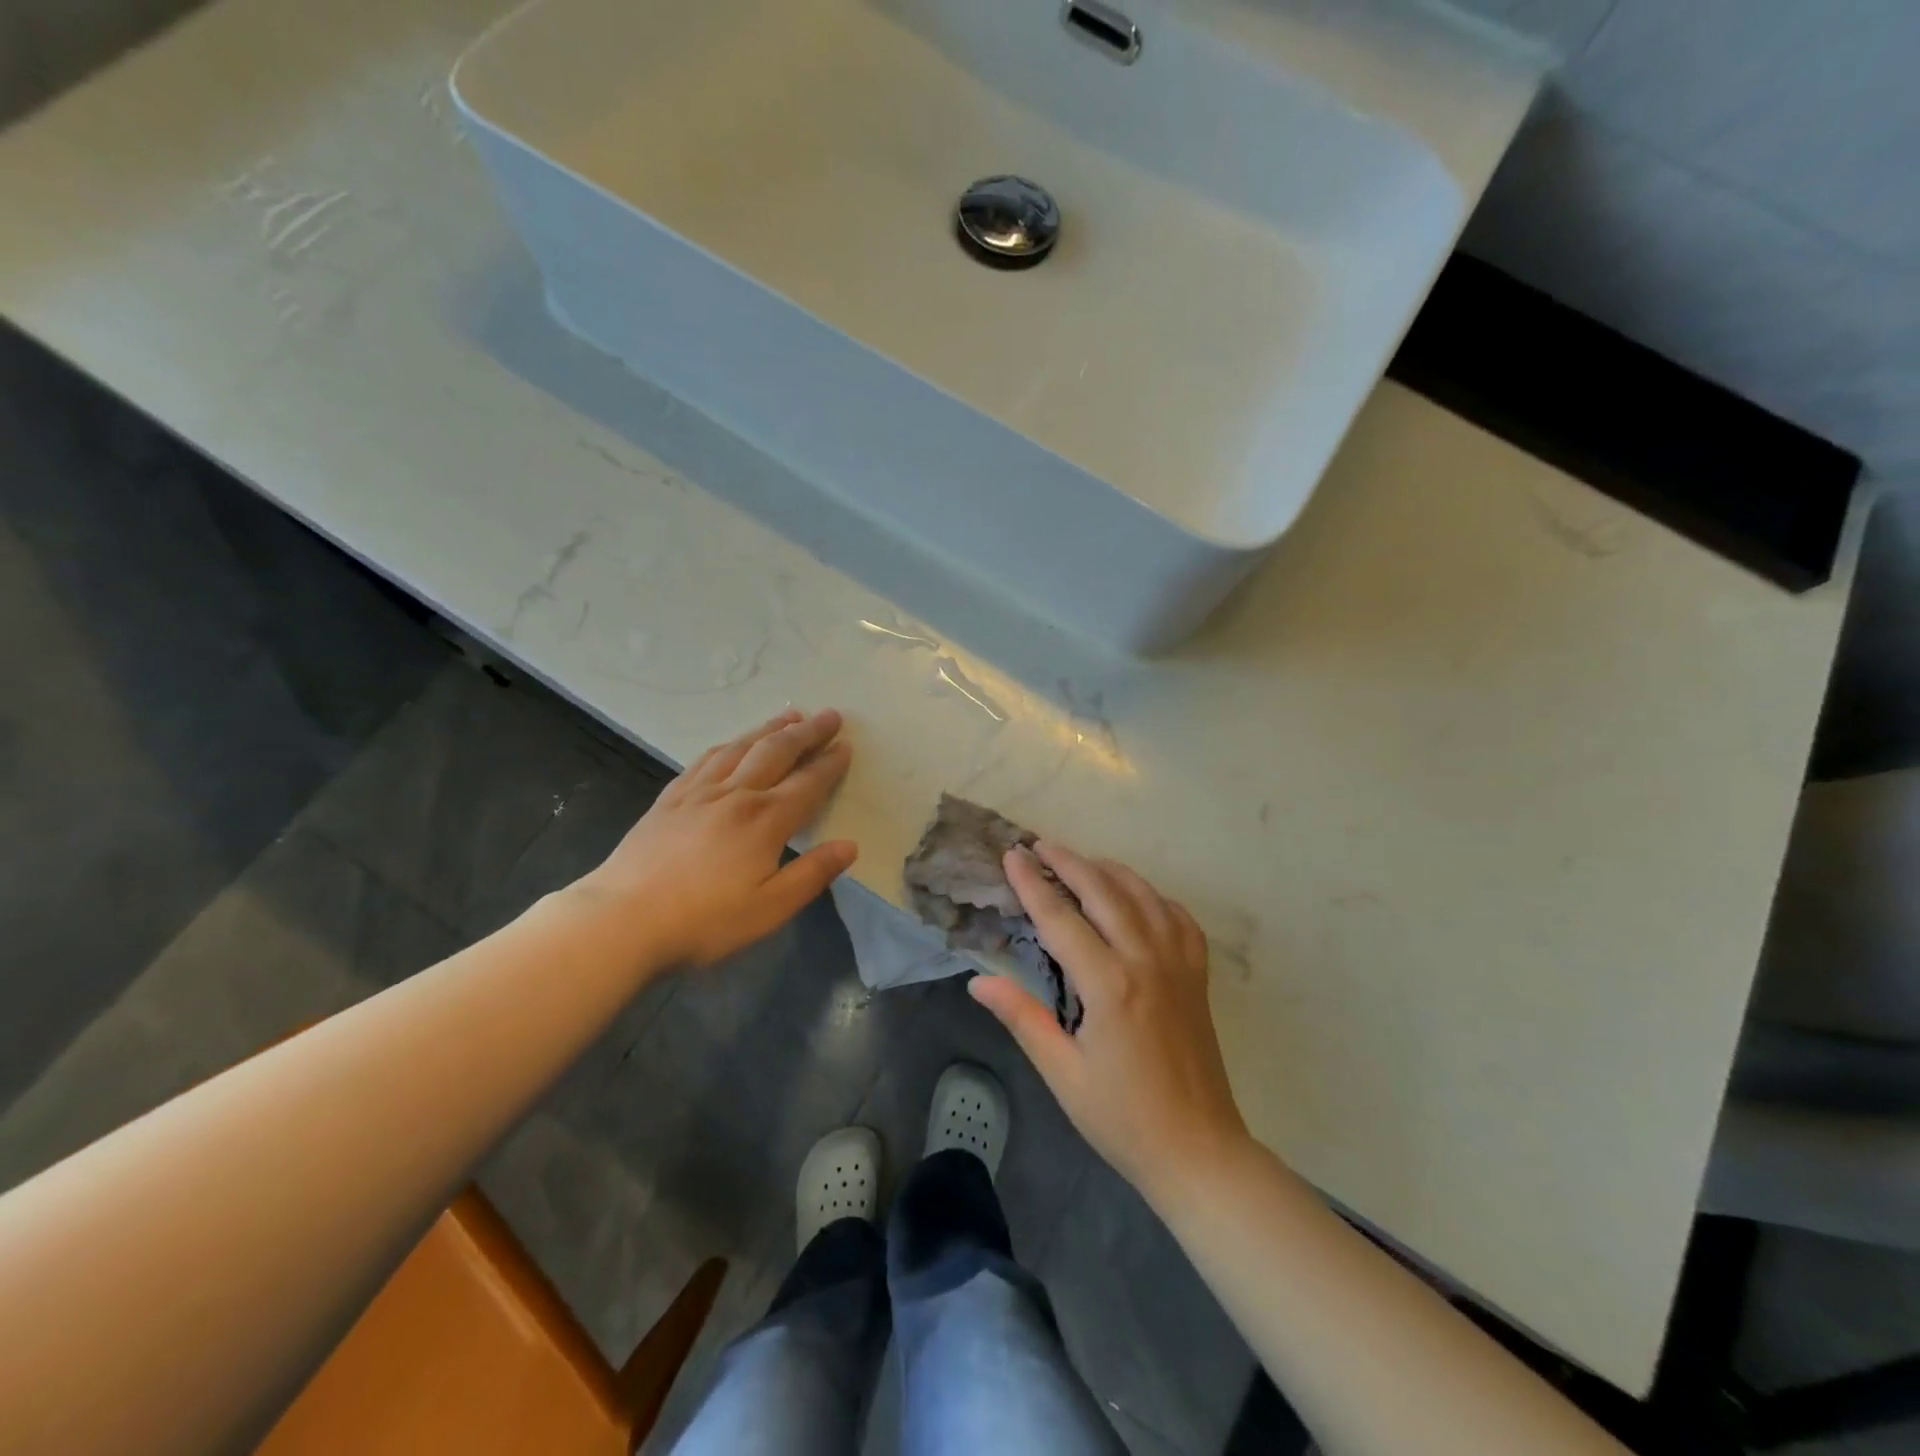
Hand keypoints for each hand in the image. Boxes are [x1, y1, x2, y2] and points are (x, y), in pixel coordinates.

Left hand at [572, 709, 856, 967]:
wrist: (622, 920)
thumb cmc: (704, 921)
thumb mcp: (770, 909)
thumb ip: (812, 874)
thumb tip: (850, 845)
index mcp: (764, 821)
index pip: (807, 784)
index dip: (829, 764)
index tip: (846, 746)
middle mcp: (735, 795)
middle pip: (776, 752)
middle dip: (806, 732)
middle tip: (829, 715)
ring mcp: (699, 792)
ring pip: (741, 747)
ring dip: (770, 728)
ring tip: (790, 715)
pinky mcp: (671, 798)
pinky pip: (706, 758)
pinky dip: (730, 744)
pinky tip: (734, 742)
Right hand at [970, 843, 1251, 1204]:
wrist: (1199, 1150)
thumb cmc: (1122, 1118)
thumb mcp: (1062, 1074)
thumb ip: (1023, 1018)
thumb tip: (979, 981)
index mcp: (1109, 986)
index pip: (1061, 918)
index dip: (1032, 883)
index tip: (1012, 855)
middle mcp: (1146, 961)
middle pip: (1103, 891)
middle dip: (1068, 862)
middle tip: (1039, 845)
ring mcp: (1179, 963)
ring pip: (1142, 895)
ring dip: (1108, 870)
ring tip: (1080, 860)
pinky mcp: (1198, 975)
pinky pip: (1177, 917)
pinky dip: (1153, 896)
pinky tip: (1137, 898)